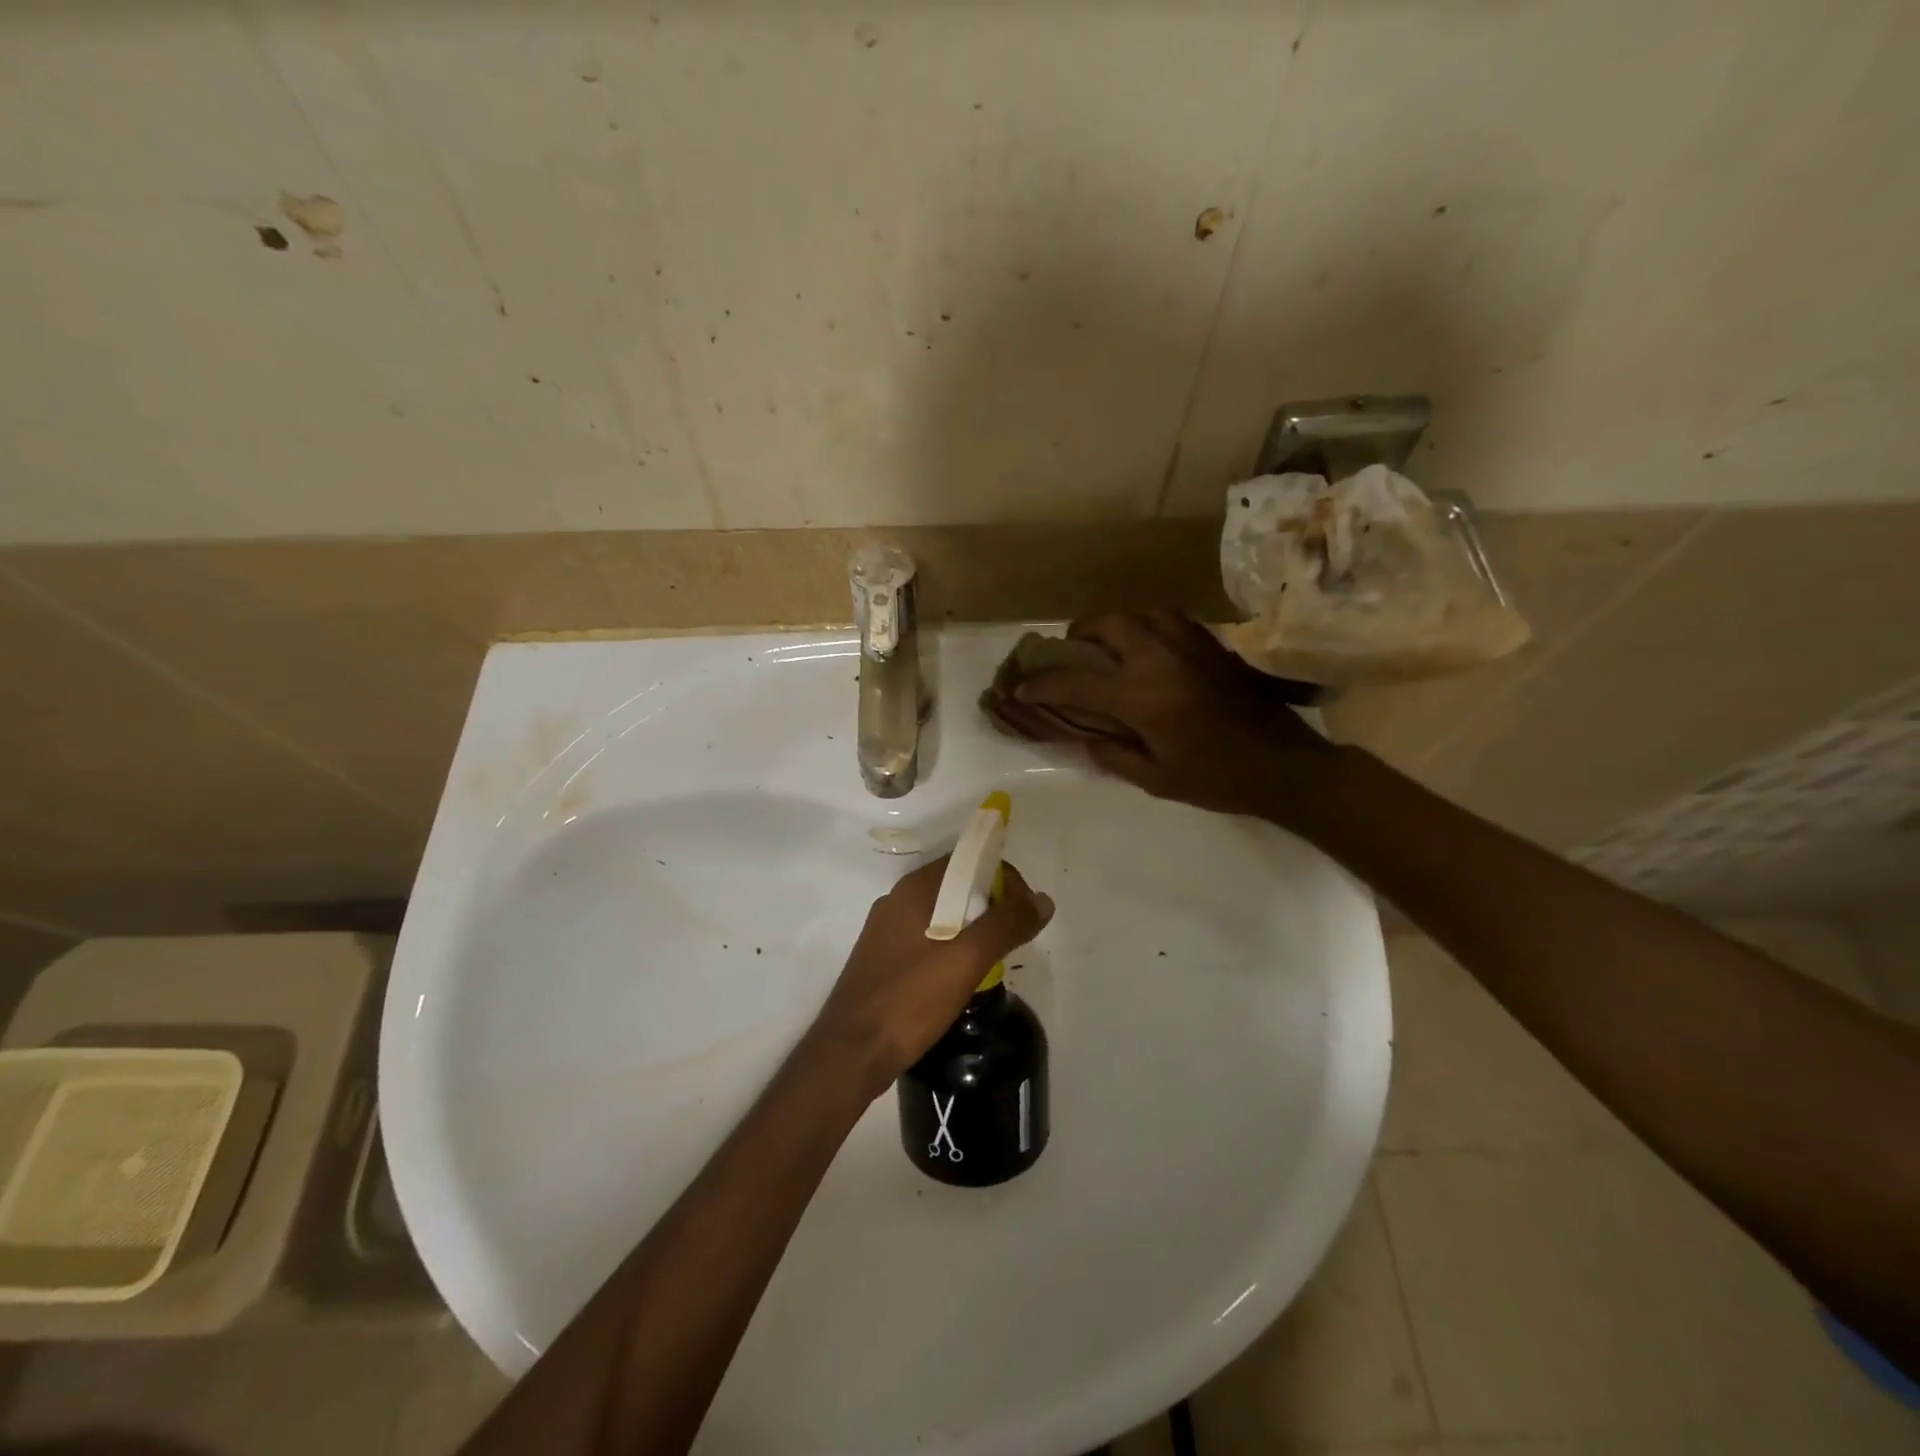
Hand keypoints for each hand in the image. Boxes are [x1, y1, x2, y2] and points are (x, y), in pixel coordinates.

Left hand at [808, 855, 1053, 1097]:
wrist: (850, 1053)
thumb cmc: (909, 999)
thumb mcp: (966, 959)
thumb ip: (1006, 925)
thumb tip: (1043, 900)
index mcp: (914, 889)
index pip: (970, 861)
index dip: (1005, 881)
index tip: (1024, 917)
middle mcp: (898, 901)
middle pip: (958, 886)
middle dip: (992, 906)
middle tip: (1012, 942)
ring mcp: (887, 931)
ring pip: (944, 914)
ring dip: (974, 929)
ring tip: (993, 961)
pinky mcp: (884, 959)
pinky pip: (928, 938)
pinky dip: (953, 947)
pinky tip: (962, 977)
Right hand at [1012, 611, 1334, 816]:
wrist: (1283, 763)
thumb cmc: (1216, 778)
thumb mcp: (1155, 779)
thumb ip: (1112, 754)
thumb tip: (1083, 736)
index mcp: (1141, 695)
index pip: (1075, 682)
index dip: (1041, 686)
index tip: (1020, 688)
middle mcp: (1159, 657)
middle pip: (1105, 624)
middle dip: (1078, 635)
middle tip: (1071, 654)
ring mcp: (1188, 644)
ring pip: (1138, 611)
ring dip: (1113, 624)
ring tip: (1107, 646)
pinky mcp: (1210, 643)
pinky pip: (1166, 618)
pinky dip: (1144, 625)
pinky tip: (1145, 648)